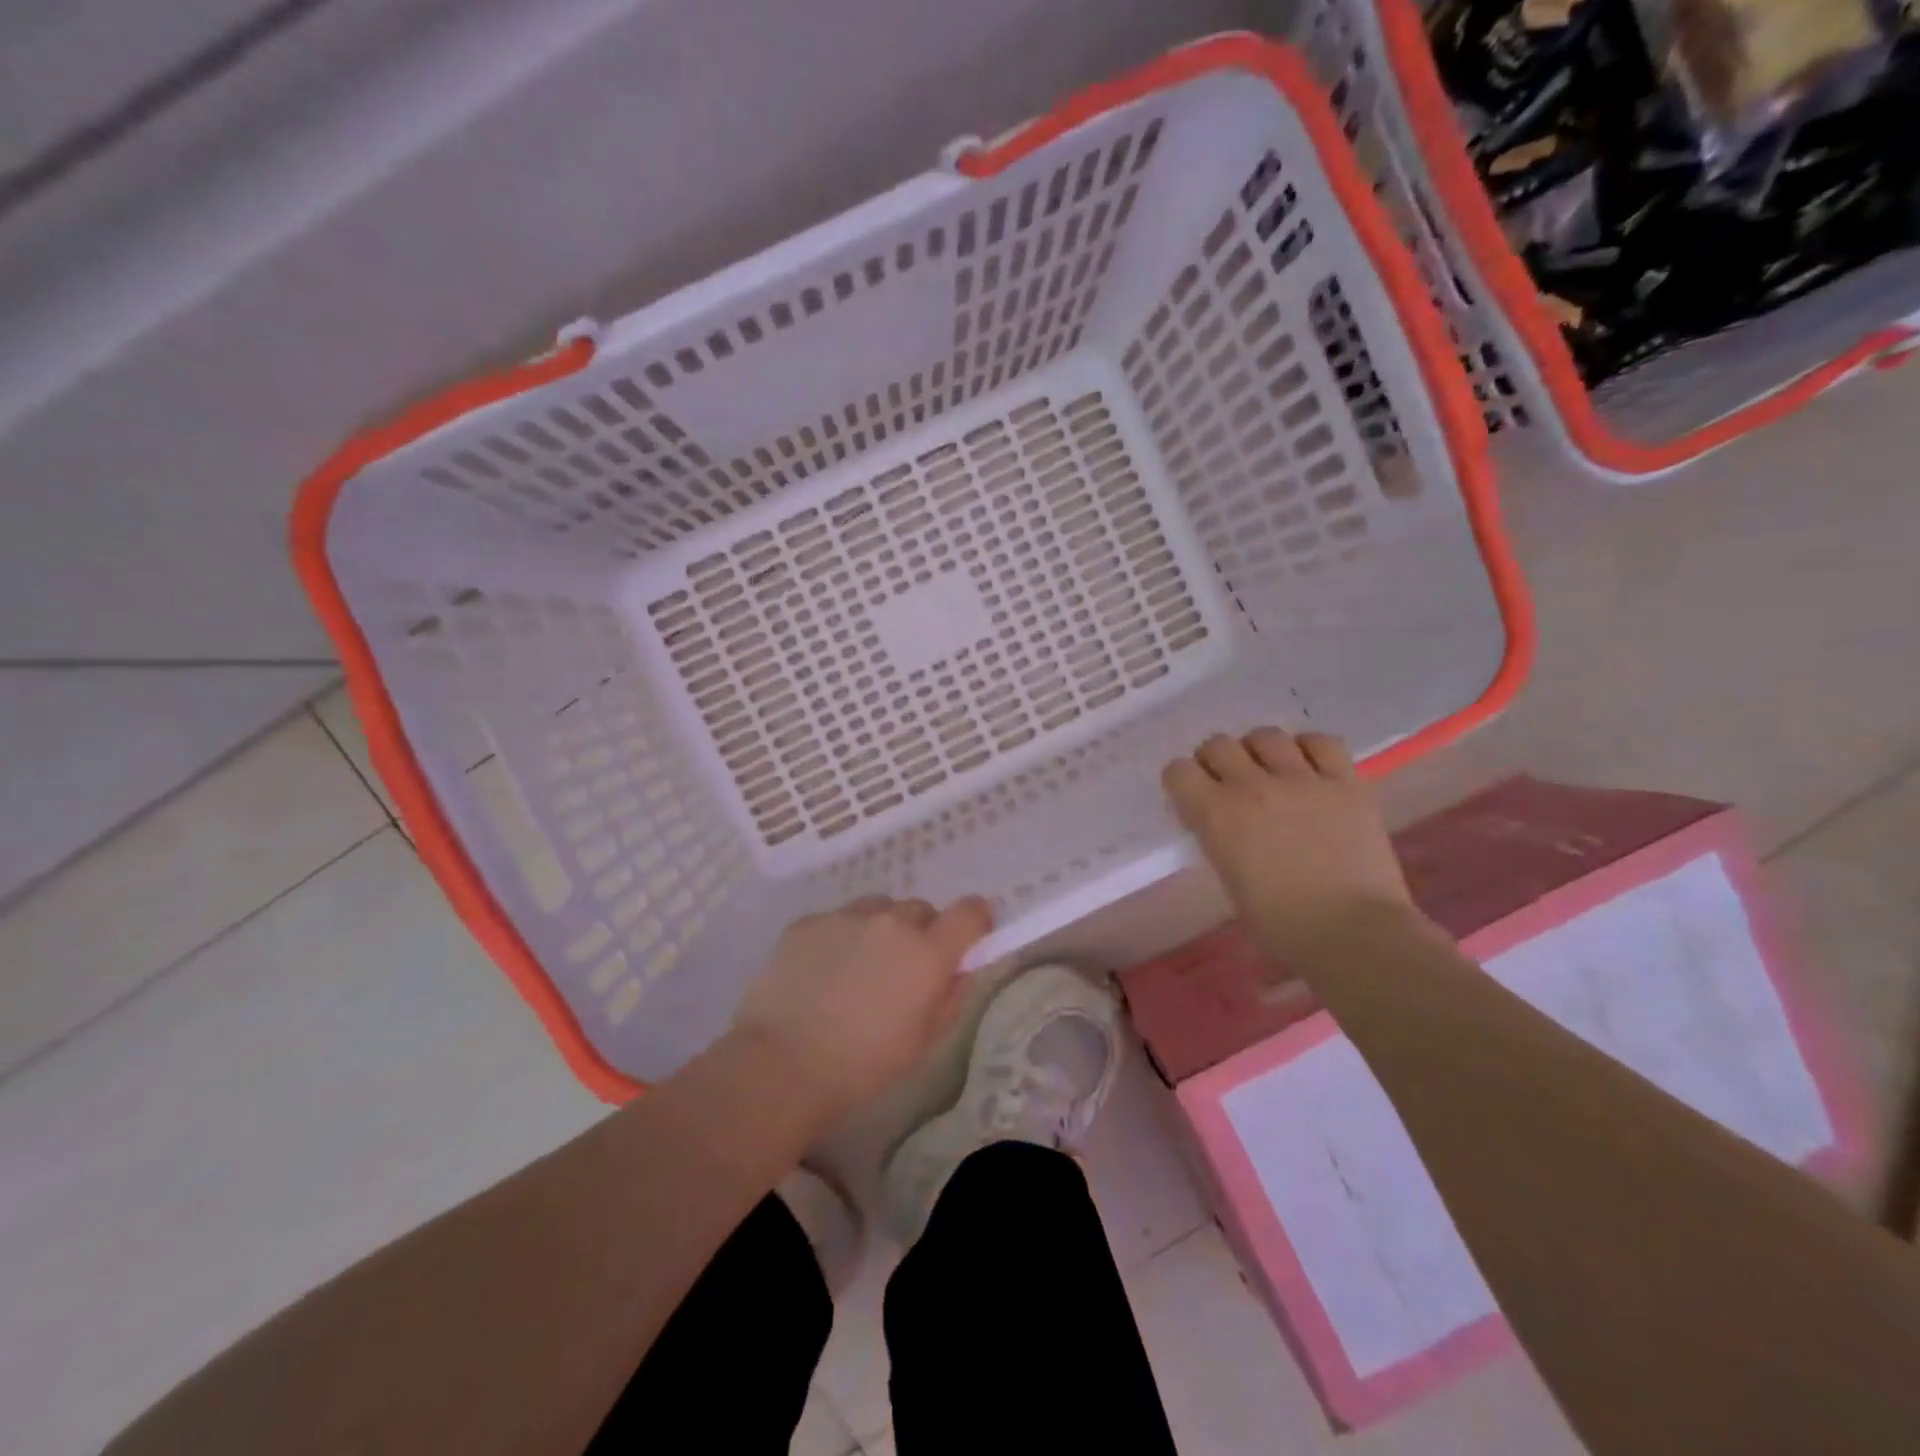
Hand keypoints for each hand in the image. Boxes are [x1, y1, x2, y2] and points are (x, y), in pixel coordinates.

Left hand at [732, 895, 993, 1118]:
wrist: (783, 1064)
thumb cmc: (865, 1064)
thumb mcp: (925, 1041)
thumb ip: (952, 995)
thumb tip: (960, 968)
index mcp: (928, 951)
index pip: (969, 911)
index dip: (974, 920)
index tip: (967, 939)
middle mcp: (891, 921)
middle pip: (921, 909)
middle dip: (921, 933)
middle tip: (902, 970)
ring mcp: (846, 917)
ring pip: (878, 909)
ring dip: (880, 930)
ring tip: (858, 969)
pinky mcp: (808, 922)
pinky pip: (838, 920)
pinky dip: (840, 938)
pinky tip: (821, 974)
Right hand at [1163, 728, 1417, 962]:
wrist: (1353, 931)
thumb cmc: (1281, 924)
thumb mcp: (1229, 880)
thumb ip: (1218, 839)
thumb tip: (1220, 822)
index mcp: (1217, 815)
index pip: (1179, 771)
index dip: (1182, 781)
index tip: (1191, 795)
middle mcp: (1253, 786)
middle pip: (1218, 745)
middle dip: (1215, 760)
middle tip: (1226, 781)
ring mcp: (1302, 780)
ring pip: (1266, 736)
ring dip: (1258, 750)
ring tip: (1268, 769)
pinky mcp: (1345, 783)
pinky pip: (1323, 743)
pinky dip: (1309, 748)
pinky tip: (1309, 765)